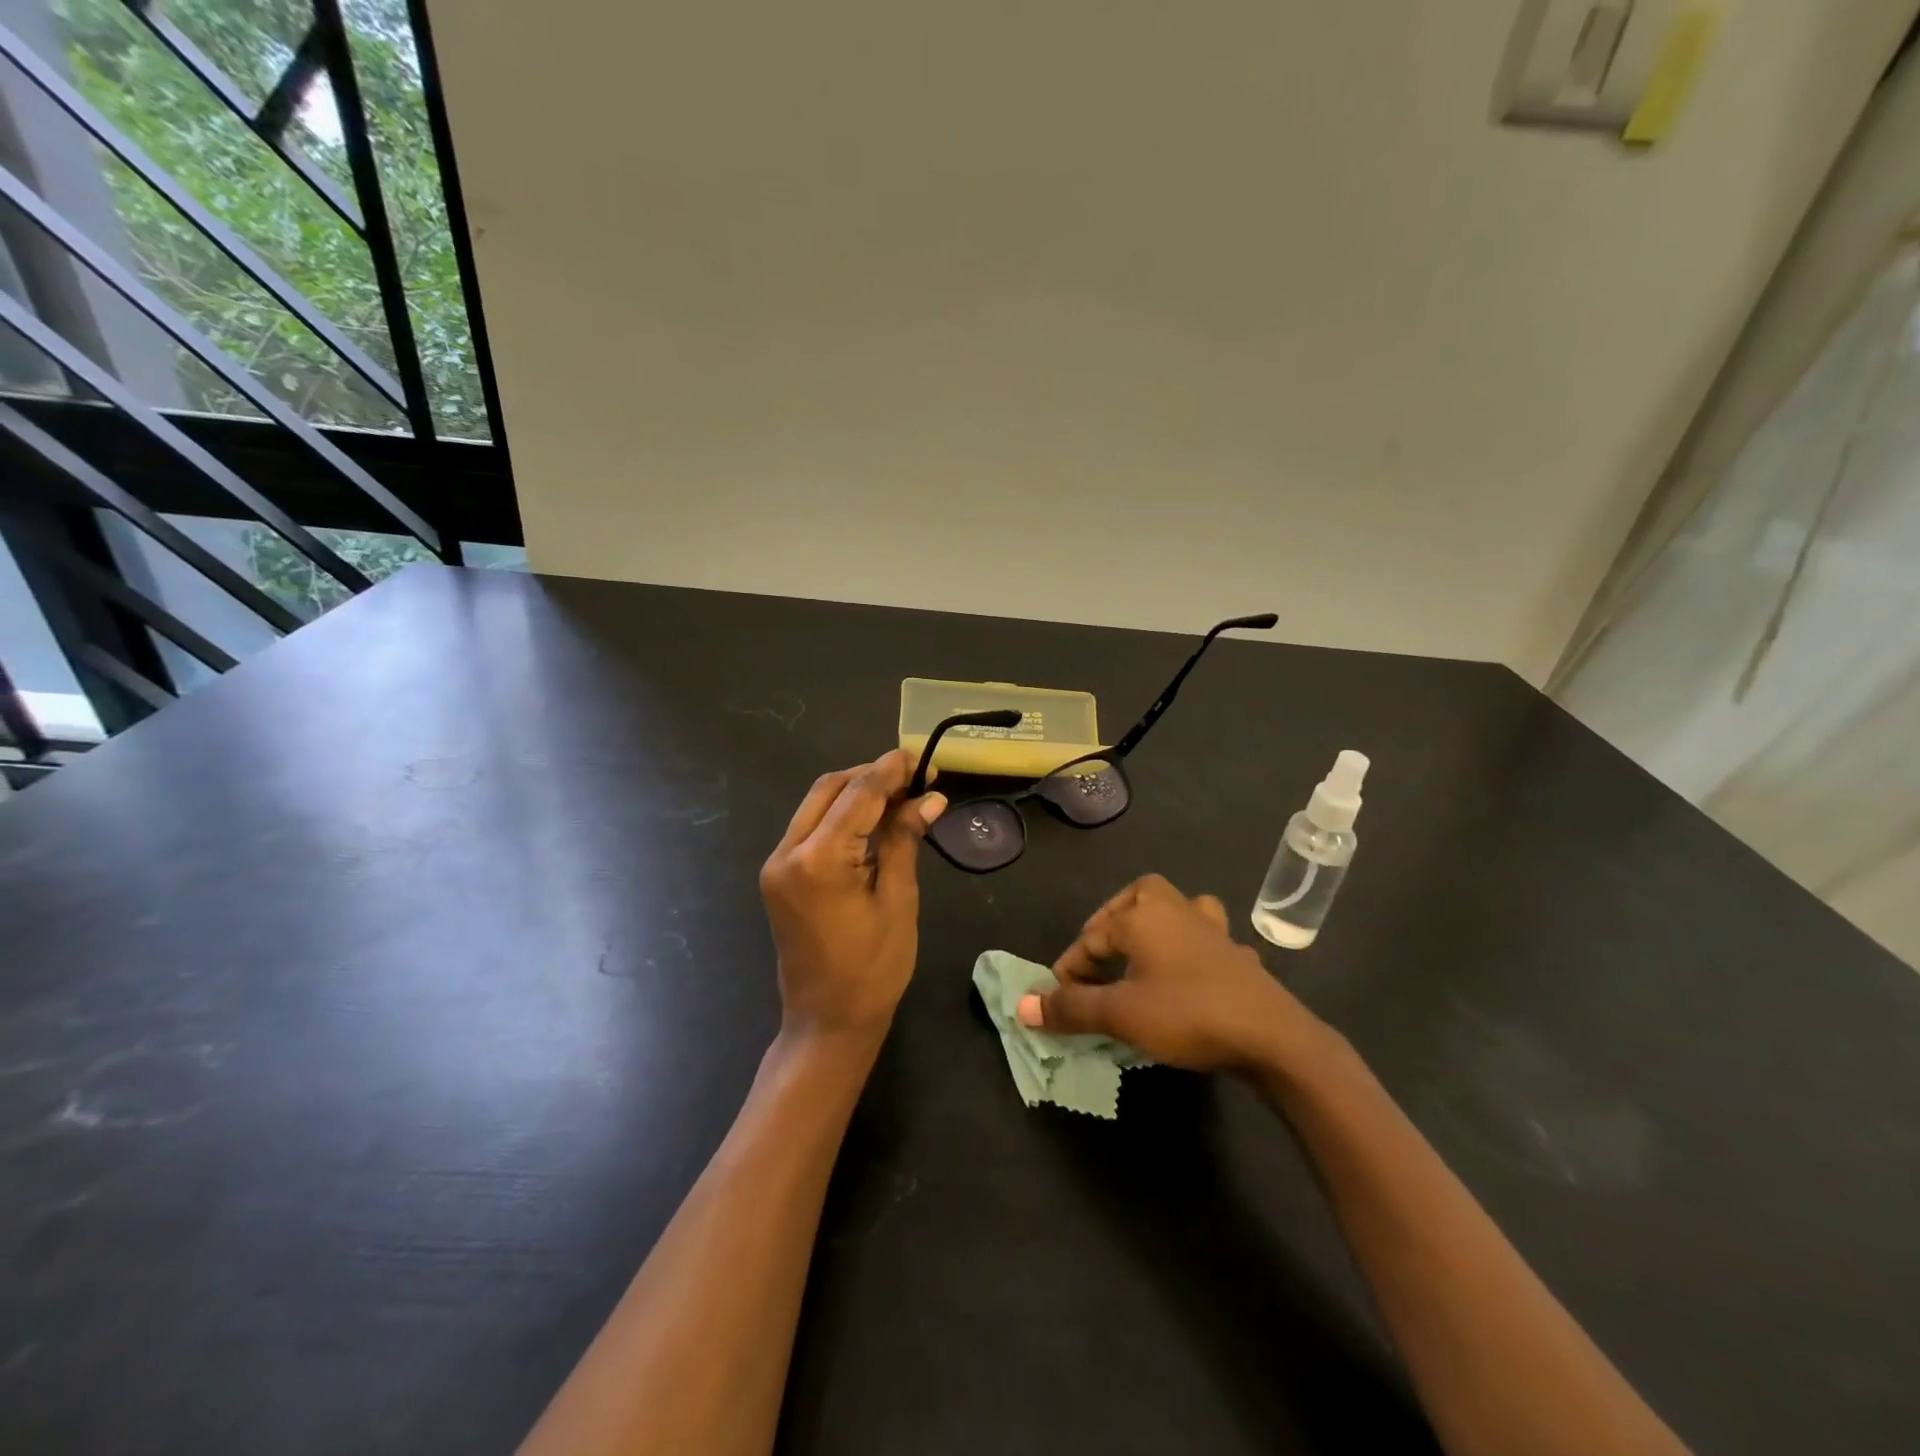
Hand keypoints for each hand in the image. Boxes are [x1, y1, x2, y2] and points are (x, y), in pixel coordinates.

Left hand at [760, 749, 946, 1043]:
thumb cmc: (873, 969)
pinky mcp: (779, 876)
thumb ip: (904, 840)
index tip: (923, 758)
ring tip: (902, 795)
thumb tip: (929, 798)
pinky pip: (811, 828)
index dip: (892, 770)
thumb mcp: (897, 900)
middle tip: (915, 777)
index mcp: (818, 860)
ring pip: (817, 804)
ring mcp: (777, 864)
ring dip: (857, 793)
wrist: (827, 1023)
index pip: (858, 794)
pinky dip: (842, 816)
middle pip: (830, 788)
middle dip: (872, 775)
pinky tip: (875, 820)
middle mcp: (787, 852)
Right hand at [1021, 874, 1330, 1073]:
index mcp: (1144, 916)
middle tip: (1100, 957)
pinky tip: (1190, 977)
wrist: (1272, 1037)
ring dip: (1158, 924)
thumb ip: (1071, 1008)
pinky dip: (1193, 952)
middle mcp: (1178, 911)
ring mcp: (1214, 931)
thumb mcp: (1120, 1014)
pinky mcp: (1239, 956)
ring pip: (1180, 909)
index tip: (1057, 1001)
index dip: (1069, 968)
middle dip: (1114, 921)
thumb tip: (1022, 1006)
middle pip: (1138, 897)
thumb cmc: (1187, 1014)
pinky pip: (1208, 942)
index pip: (1092, 936)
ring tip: (1144, 953)